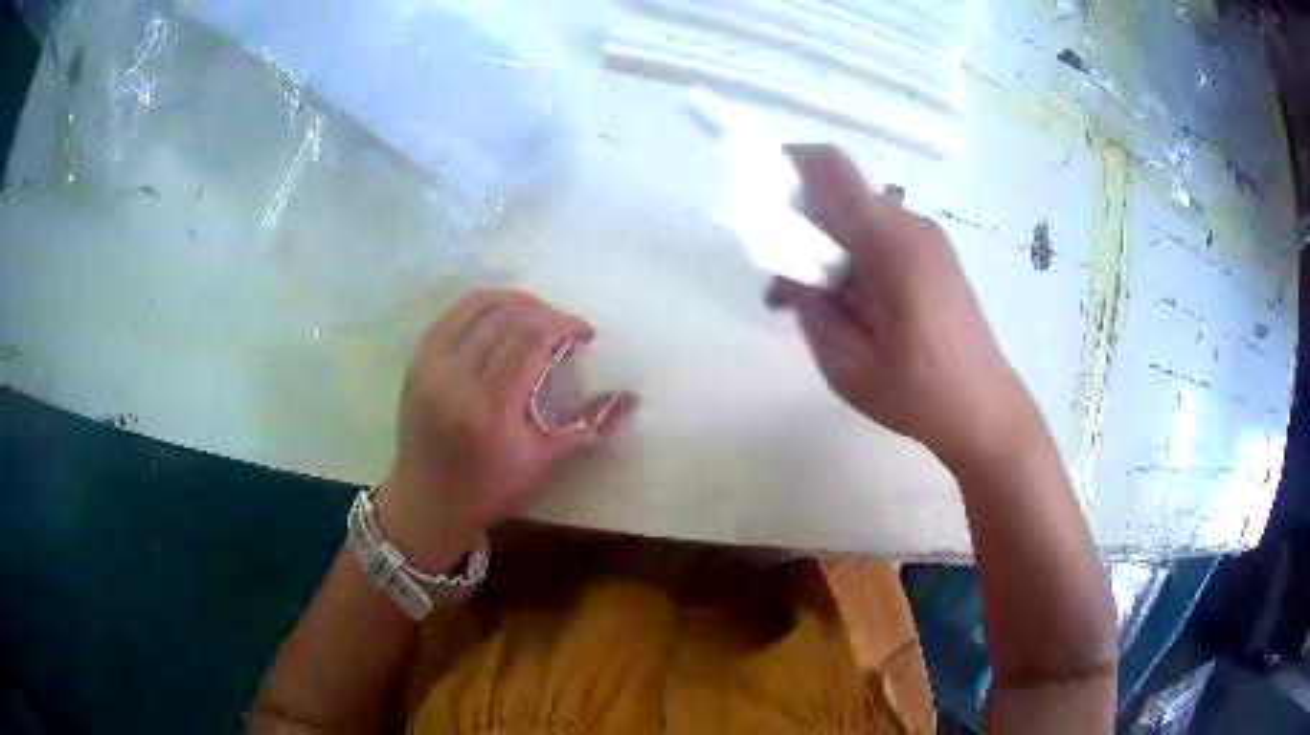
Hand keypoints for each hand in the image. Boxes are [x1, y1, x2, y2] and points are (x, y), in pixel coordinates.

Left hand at [375, 290, 631, 570]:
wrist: (427, 504)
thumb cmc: (489, 491)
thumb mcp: (542, 462)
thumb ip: (587, 424)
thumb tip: (630, 398)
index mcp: (489, 407)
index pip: (530, 338)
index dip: (564, 325)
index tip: (585, 334)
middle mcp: (455, 377)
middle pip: (507, 316)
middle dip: (545, 313)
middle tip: (565, 330)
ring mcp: (430, 365)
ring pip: (477, 305)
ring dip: (515, 301)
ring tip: (538, 315)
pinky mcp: (417, 362)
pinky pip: (453, 315)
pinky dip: (484, 307)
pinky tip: (503, 318)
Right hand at [767, 145, 1038, 469]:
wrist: (987, 410)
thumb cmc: (921, 398)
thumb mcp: (848, 368)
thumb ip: (811, 311)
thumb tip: (788, 274)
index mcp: (892, 247)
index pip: (830, 169)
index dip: (786, 166)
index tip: (757, 201)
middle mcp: (912, 227)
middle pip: (840, 193)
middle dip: (800, 224)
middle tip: (783, 286)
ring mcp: (928, 238)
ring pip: (858, 214)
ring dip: (826, 245)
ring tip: (816, 305)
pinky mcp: (934, 253)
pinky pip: (880, 233)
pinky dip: (852, 254)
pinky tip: (850, 305)